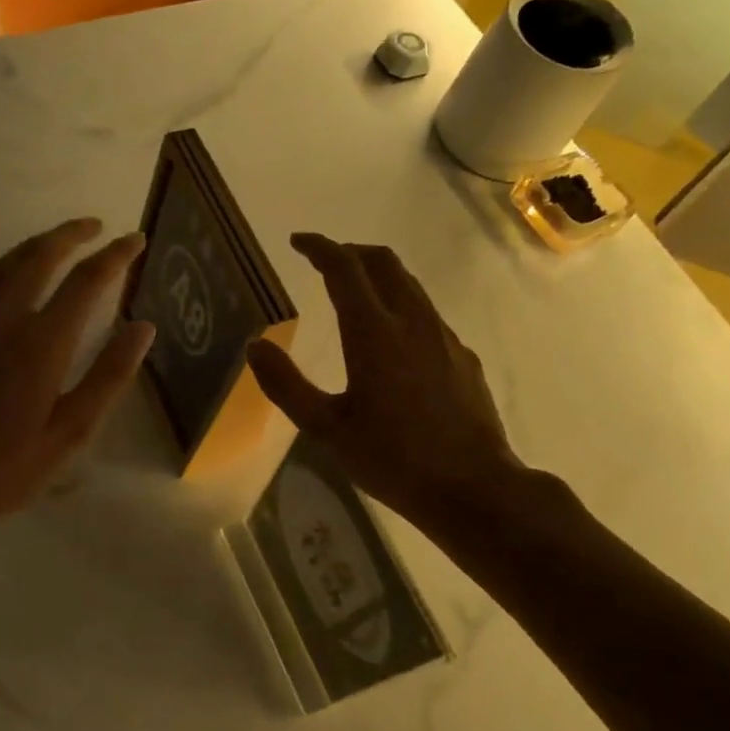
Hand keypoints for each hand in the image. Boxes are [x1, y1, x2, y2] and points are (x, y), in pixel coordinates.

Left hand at [0, 218, 154, 554]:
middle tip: (98, 226)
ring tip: (65, 239)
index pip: (86, 281)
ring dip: (40, 243)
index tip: (136, 240)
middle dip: (72, 234)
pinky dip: (14, 264)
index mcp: (41, 343)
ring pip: (9, 264)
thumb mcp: (71, 432)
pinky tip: (23, 276)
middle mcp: (6, 320)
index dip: (115, 256)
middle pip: (40, 257)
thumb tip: (144, 328)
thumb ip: (110, 376)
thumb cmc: (8, 468)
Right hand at [246, 233, 536, 535]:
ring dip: (378, 275)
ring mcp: (444, 337)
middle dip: (351, 251)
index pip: (344, 268)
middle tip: (324, 260)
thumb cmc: (392, 459)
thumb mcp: (326, 429)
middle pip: (383, 262)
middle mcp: (412, 322)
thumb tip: (255, 346)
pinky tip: (392, 338)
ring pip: (409, 285)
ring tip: (354, 290)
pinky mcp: (463, 357)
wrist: (474, 488)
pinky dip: (401, 305)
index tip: (297, 242)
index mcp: (373, 333)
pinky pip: (427, 313)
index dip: (319, 247)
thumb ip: (286, 385)